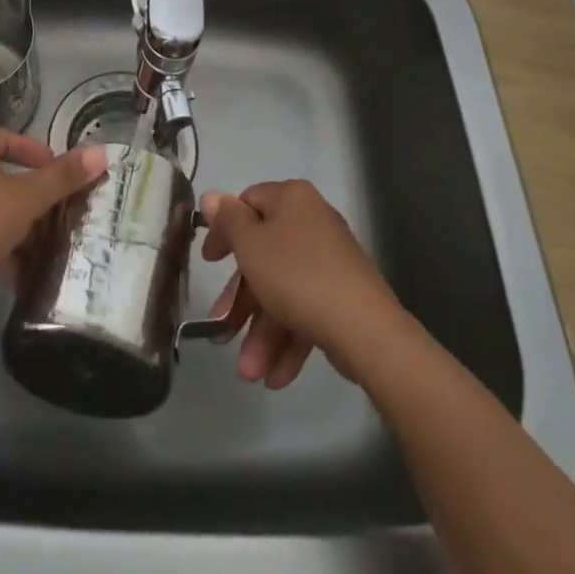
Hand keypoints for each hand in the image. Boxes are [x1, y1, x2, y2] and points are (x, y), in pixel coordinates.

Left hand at [0, 129, 106, 311]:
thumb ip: (63, 177)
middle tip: (56, 213)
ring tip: (43, 249)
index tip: (56, 173)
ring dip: (16, 228)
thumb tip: (102, 152)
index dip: (34, 151)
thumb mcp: (26, 198)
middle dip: (30, 197)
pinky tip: (17, 277)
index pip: (6, 138)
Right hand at [199, 179, 403, 388]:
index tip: (209, 263)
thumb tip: (211, 196)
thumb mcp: (250, 246)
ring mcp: (330, 261)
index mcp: (291, 199)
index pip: (248, 204)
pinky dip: (289, 340)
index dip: (224, 232)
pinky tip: (276, 377)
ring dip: (263, 333)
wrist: (365, 329)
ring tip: (250, 374)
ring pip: (283, 291)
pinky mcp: (343, 296)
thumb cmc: (296, 276)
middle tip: (223, 333)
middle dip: (243, 304)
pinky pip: (306, 310)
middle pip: (264, 256)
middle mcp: (312, 222)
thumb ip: (228, 221)